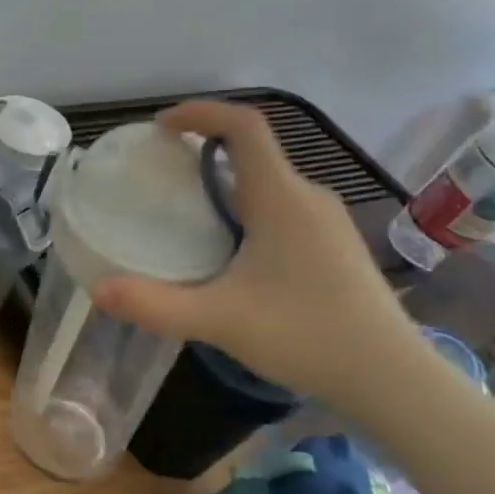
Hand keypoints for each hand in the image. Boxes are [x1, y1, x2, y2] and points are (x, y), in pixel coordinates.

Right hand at [91, 99, 433, 412]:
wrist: (396, 381)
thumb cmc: (308, 336)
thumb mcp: (220, 320)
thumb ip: (155, 304)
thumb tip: (98, 289)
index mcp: (281, 198)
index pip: (244, 126)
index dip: (201, 112)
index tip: (162, 126)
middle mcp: (308, 197)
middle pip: (253, 152)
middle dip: (204, 150)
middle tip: (161, 174)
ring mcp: (328, 221)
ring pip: (268, 181)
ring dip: (225, 182)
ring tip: (187, 212)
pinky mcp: (336, 246)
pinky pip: (283, 206)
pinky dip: (247, 207)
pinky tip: (231, 252)